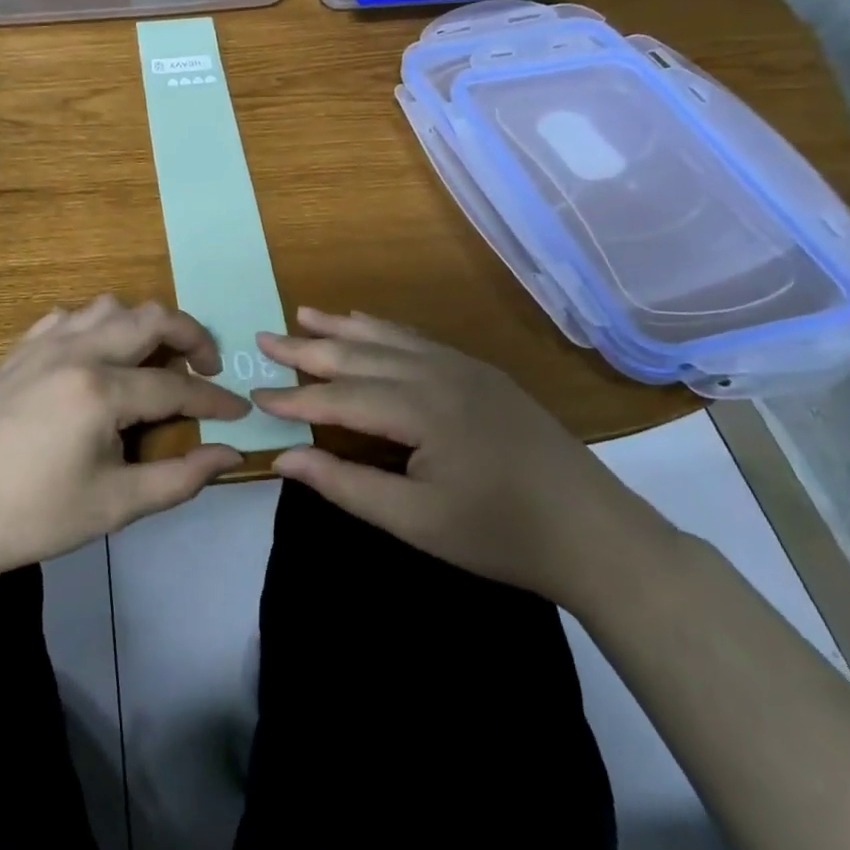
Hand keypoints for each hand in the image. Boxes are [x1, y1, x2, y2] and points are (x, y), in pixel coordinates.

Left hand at [0, 296, 250, 586]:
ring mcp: (40, 345)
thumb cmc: (31, 517)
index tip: (238, 412)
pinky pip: (68, 317)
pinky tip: (95, 357)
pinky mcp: (16, 351)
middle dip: (191, 336)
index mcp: (100, 391)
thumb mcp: (114, 506)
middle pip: (150, 319)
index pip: (177, 387)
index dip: (215, 400)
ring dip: (142, 325)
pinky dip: (97, 326)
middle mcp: (75, 352)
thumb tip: (230, 455)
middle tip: (206, 367)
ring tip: (153, 359)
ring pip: (108, 307)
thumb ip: (180, 478)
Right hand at [253, 307, 658, 606]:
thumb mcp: (416, 522)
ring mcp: (464, 368)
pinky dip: (385, 330)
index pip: (340, 397)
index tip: (254, 394)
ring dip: (343, 329)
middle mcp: (439, 374)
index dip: (295, 398)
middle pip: (360, 356)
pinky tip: (368, 324)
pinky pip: (420, 340)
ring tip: (305, 314)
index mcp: (421, 409)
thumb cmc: (500, 535)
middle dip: (308, 349)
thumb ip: (346, 484)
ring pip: (390, 339)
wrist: (595, 533)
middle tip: (264, 338)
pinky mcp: (482, 374)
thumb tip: (285, 458)